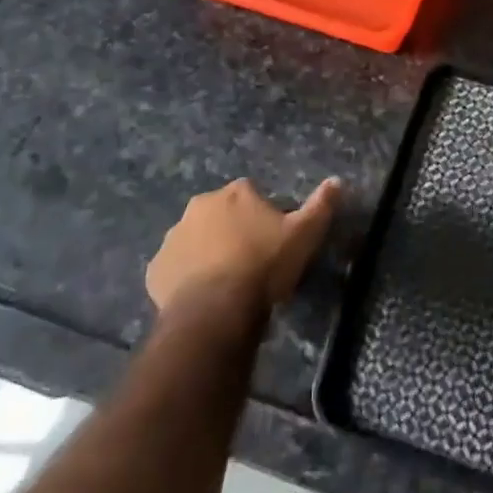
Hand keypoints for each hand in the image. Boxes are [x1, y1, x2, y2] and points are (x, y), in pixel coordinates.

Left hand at [146, 177, 340, 313]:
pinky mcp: (155, 270)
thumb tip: (337, 181)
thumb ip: (321, 205)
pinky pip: (174, 268)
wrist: (216, 312)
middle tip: (248, 260)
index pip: (251, 195)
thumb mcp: (304, 235)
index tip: (272, 240)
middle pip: (220, 214)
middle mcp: (200, 206)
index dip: (262, 216)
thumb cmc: (263, 266)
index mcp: (236, 193)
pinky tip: (201, 296)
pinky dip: (184, 277)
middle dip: (231, 230)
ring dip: (206, 252)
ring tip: (224, 282)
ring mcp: (173, 237)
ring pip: (194, 239)